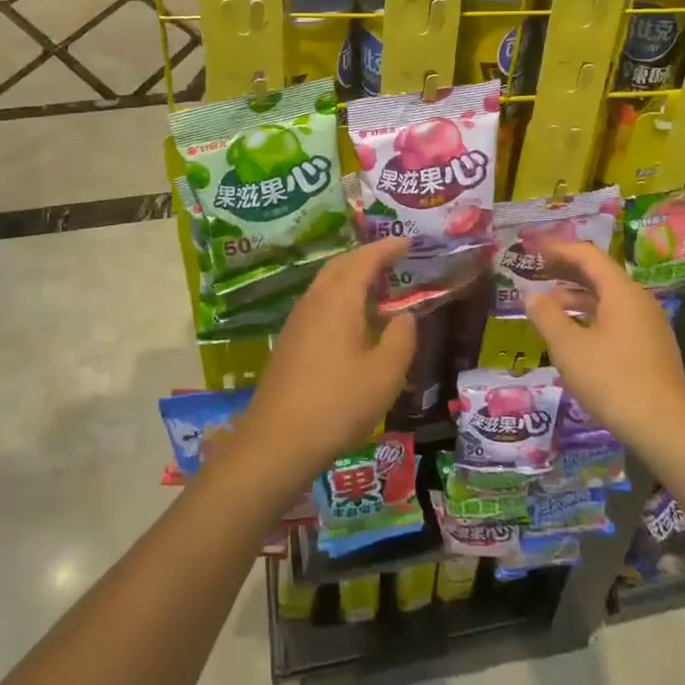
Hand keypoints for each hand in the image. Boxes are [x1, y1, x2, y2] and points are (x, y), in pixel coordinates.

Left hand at [233, 238, 416, 491]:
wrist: (276, 443)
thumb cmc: (337, 404)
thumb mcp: (385, 373)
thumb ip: (402, 337)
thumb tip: (405, 315)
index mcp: (339, 299)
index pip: (365, 259)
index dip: (387, 247)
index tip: (408, 241)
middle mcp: (315, 300)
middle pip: (341, 265)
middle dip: (368, 258)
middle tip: (394, 261)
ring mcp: (297, 321)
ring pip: (327, 284)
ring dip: (352, 278)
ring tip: (378, 290)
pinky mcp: (290, 342)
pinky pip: (319, 304)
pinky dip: (340, 298)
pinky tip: (353, 322)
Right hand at [523, 240, 684, 449]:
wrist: (668, 430)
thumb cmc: (614, 381)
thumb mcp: (570, 348)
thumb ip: (547, 316)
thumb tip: (532, 296)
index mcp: (622, 291)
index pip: (587, 255)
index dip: (557, 249)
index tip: (532, 249)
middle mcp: (639, 300)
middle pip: (599, 274)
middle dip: (566, 271)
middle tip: (536, 271)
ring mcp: (648, 325)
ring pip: (607, 298)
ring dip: (577, 297)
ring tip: (548, 305)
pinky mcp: (651, 347)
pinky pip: (616, 318)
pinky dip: (591, 316)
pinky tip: (574, 334)